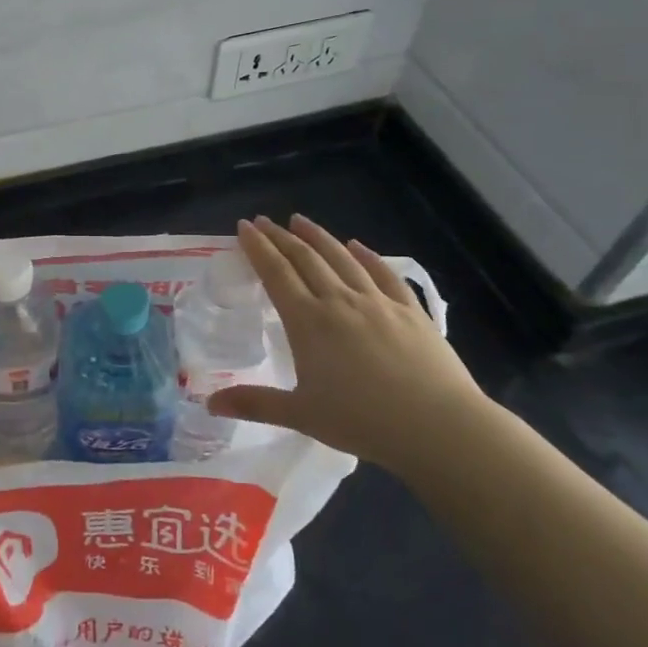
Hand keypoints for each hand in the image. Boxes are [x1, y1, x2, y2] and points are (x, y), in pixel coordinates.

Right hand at [206, 216, 492, 478]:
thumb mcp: (301, 415)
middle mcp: (340, 301)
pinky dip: (368, 256)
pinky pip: (384, 274)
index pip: (276, 273)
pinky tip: (358, 246)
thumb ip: (255, 403)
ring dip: (319, 237)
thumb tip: (210, 403)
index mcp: (308, 322)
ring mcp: (379, 302)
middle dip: (281, 237)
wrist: (437, 426)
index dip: (258, 248)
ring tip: (301, 221)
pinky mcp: (411, 312)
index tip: (244, 227)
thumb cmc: (362, 421)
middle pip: (305, 258)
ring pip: (342, 259)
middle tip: (264, 221)